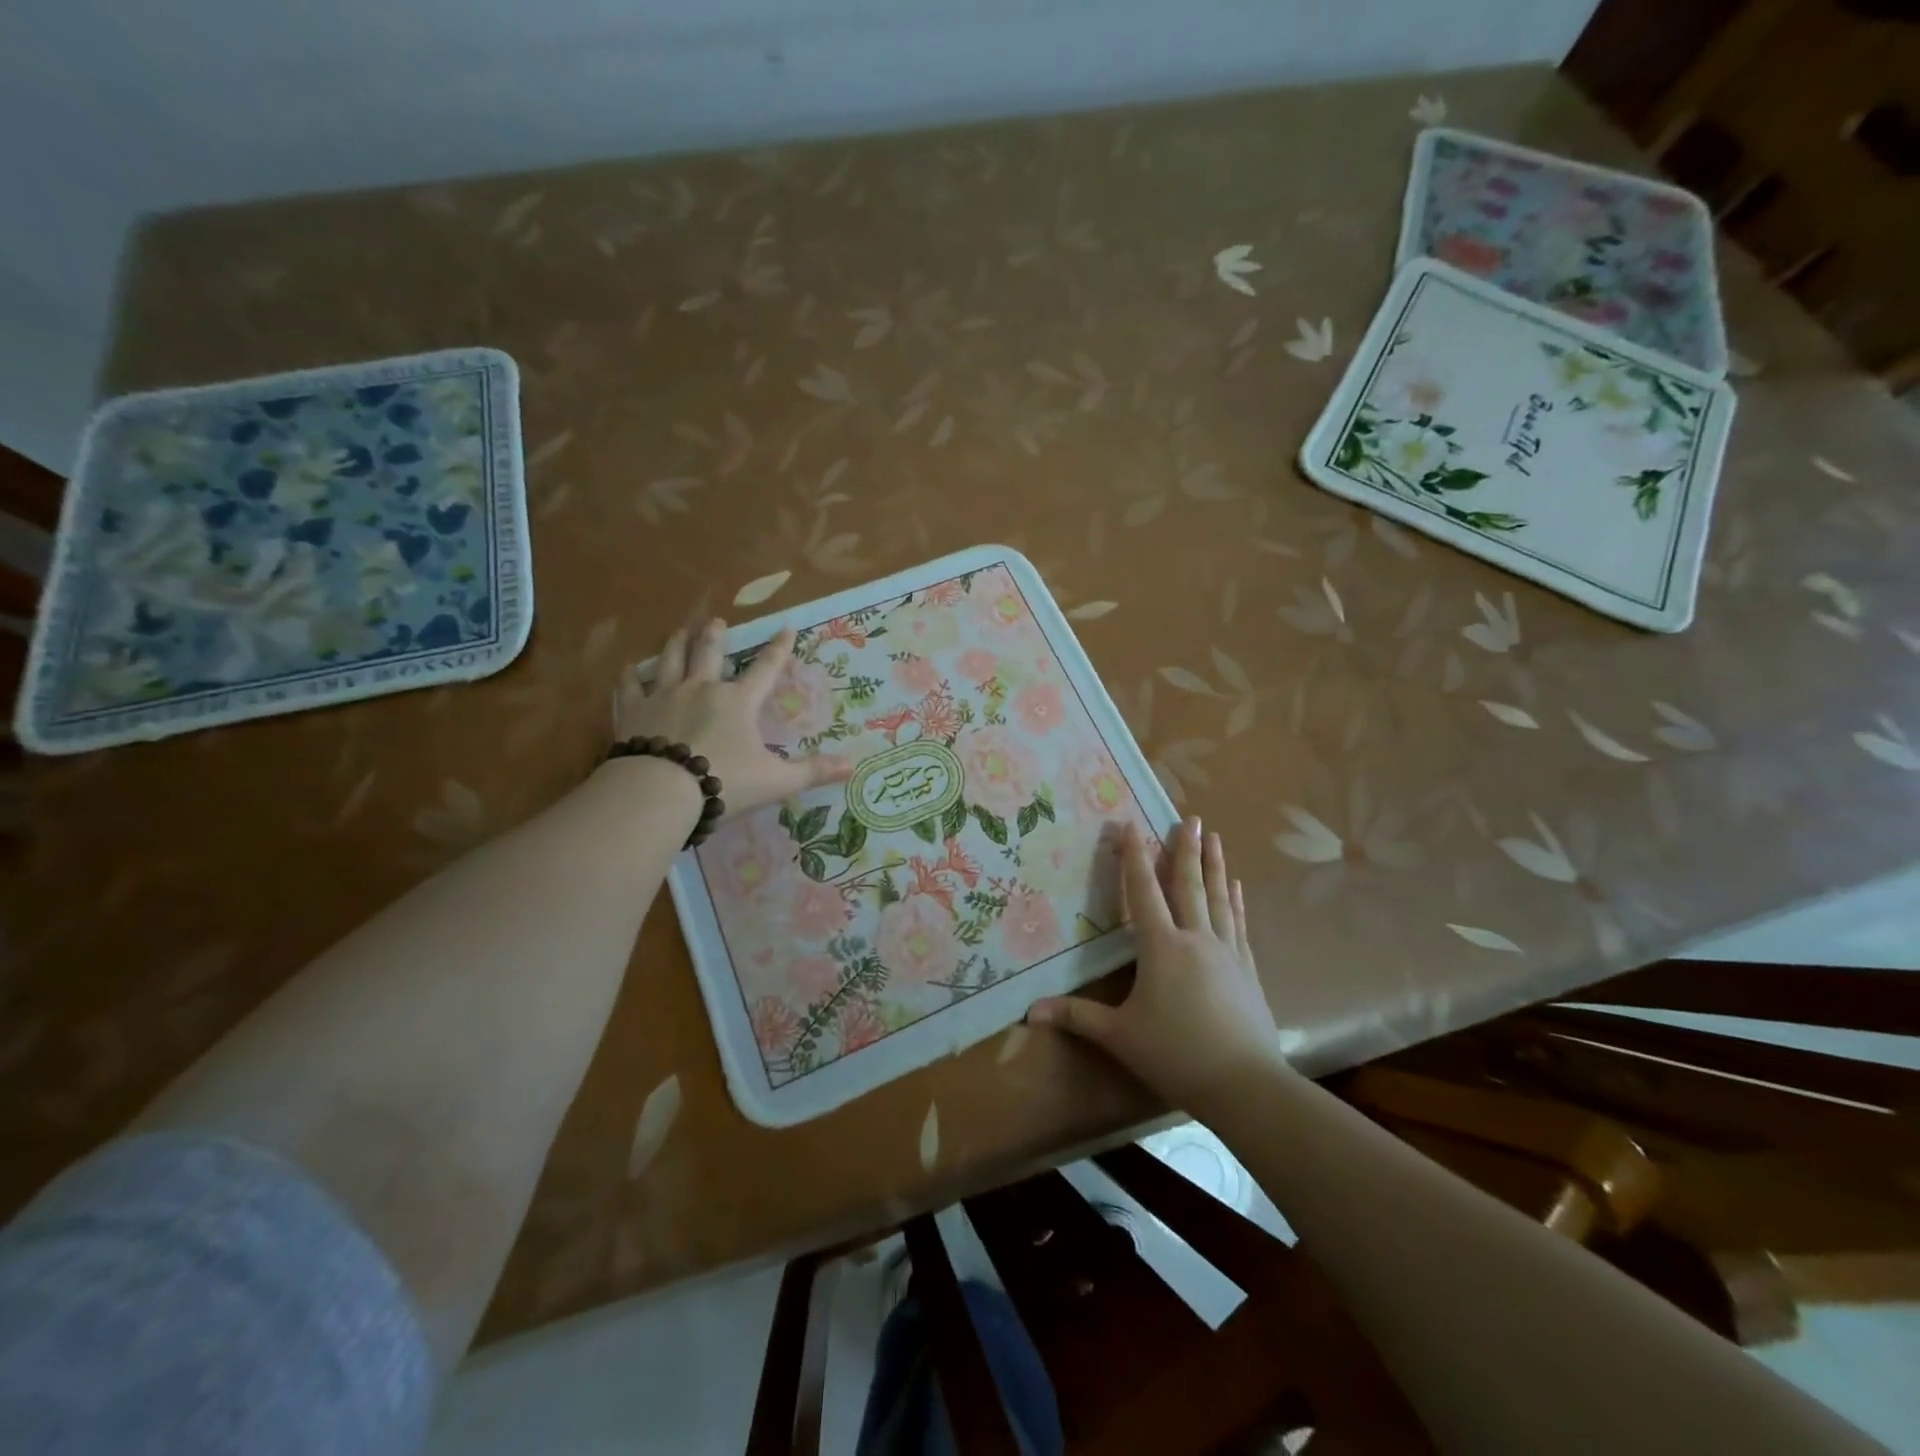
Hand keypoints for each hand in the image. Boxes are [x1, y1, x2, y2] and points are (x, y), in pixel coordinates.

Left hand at [615, 618, 853, 818]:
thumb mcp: (776, 781)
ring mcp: (663, 697)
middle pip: (709, 654)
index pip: (765, 669)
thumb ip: (812, 771)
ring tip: (678, 631)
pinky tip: (628, 668)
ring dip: (676, 644)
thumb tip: (853, 766)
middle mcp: (701, 689)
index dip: (778, 648)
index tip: (786, 627)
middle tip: (716, 620)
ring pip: (670, 660)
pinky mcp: (633, 713)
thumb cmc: (724, 782)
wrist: (660, 791)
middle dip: (715, 635)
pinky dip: (630, 676)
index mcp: (738, 702)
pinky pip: (630, 687)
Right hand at [1028, 817, 1282, 1113]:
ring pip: (1218, 898)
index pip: (1143, 892)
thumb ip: (1076, 1017)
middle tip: (1192, 817)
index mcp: (1162, 947)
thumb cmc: (1175, 1054)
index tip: (1129, 824)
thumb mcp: (1120, 1035)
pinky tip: (1236, 887)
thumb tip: (1029, 1013)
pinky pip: (1239, 924)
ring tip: (1215, 838)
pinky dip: (1236, 901)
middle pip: (1188, 884)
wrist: (1245, 1085)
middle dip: (1186, 848)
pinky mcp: (1248, 969)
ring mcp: (1227, 952)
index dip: (1133, 856)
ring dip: (1214, 865)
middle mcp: (1196, 938)